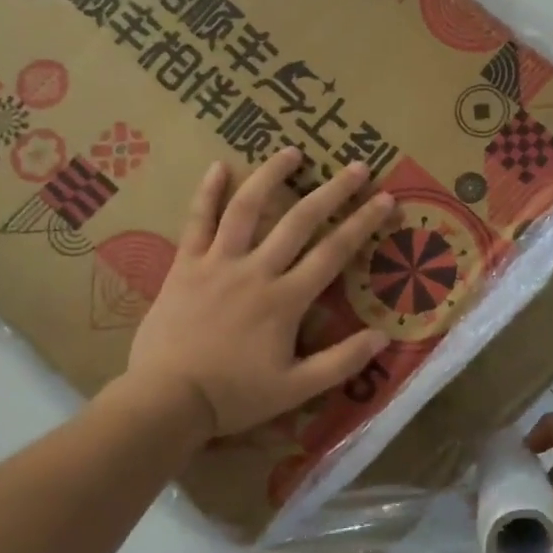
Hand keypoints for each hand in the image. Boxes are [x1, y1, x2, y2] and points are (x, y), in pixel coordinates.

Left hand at [118, 148, 395, 437]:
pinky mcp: (185, 266)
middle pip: (300, 221)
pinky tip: (219, 166)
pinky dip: (207, 192)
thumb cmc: (235, 396)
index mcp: (286, 300)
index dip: (363, 223)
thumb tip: (383, 337)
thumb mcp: (297, 389)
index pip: (334, 252)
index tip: (385, 199)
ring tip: (292, 152)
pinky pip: (197, 221)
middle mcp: (256, 271)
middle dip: (333, 192)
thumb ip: (342, 362)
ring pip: (247, 208)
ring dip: (271, 176)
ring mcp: (218, 263)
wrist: (167, 400)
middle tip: (357, 166)